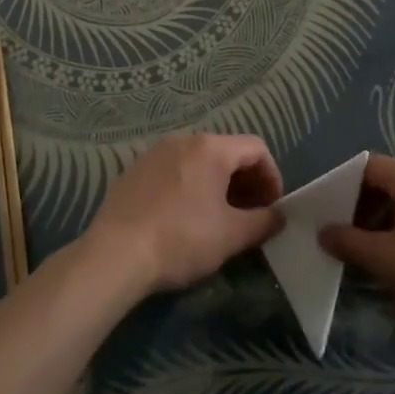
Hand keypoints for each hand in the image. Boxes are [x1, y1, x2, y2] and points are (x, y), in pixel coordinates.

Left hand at [80, 134, 283, 296]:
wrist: (115, 254)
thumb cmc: (182, 239)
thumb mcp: (231, 235)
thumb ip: (263, 222)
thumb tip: (279, 216)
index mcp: (211, 148)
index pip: (256, 149)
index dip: (272, 177)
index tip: (271, 208)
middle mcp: (183, 140)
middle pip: (227, 152)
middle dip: (246, 182)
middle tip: (250, 215)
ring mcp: (155, 153)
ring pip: (199, 161)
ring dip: (218, 185)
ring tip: (219, 218)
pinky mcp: (135, 170)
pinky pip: (175, 170)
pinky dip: (190, 187)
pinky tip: (184, 218)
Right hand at [320, 153, 394, 356]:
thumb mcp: (386, 262)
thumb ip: (348, 242)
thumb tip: (324, 232)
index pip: (370, 166)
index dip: (346, 185)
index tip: (333, 212)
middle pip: (393, 180)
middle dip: (368, 205)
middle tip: (353, 235)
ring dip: (392, 218)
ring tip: (381, 250)